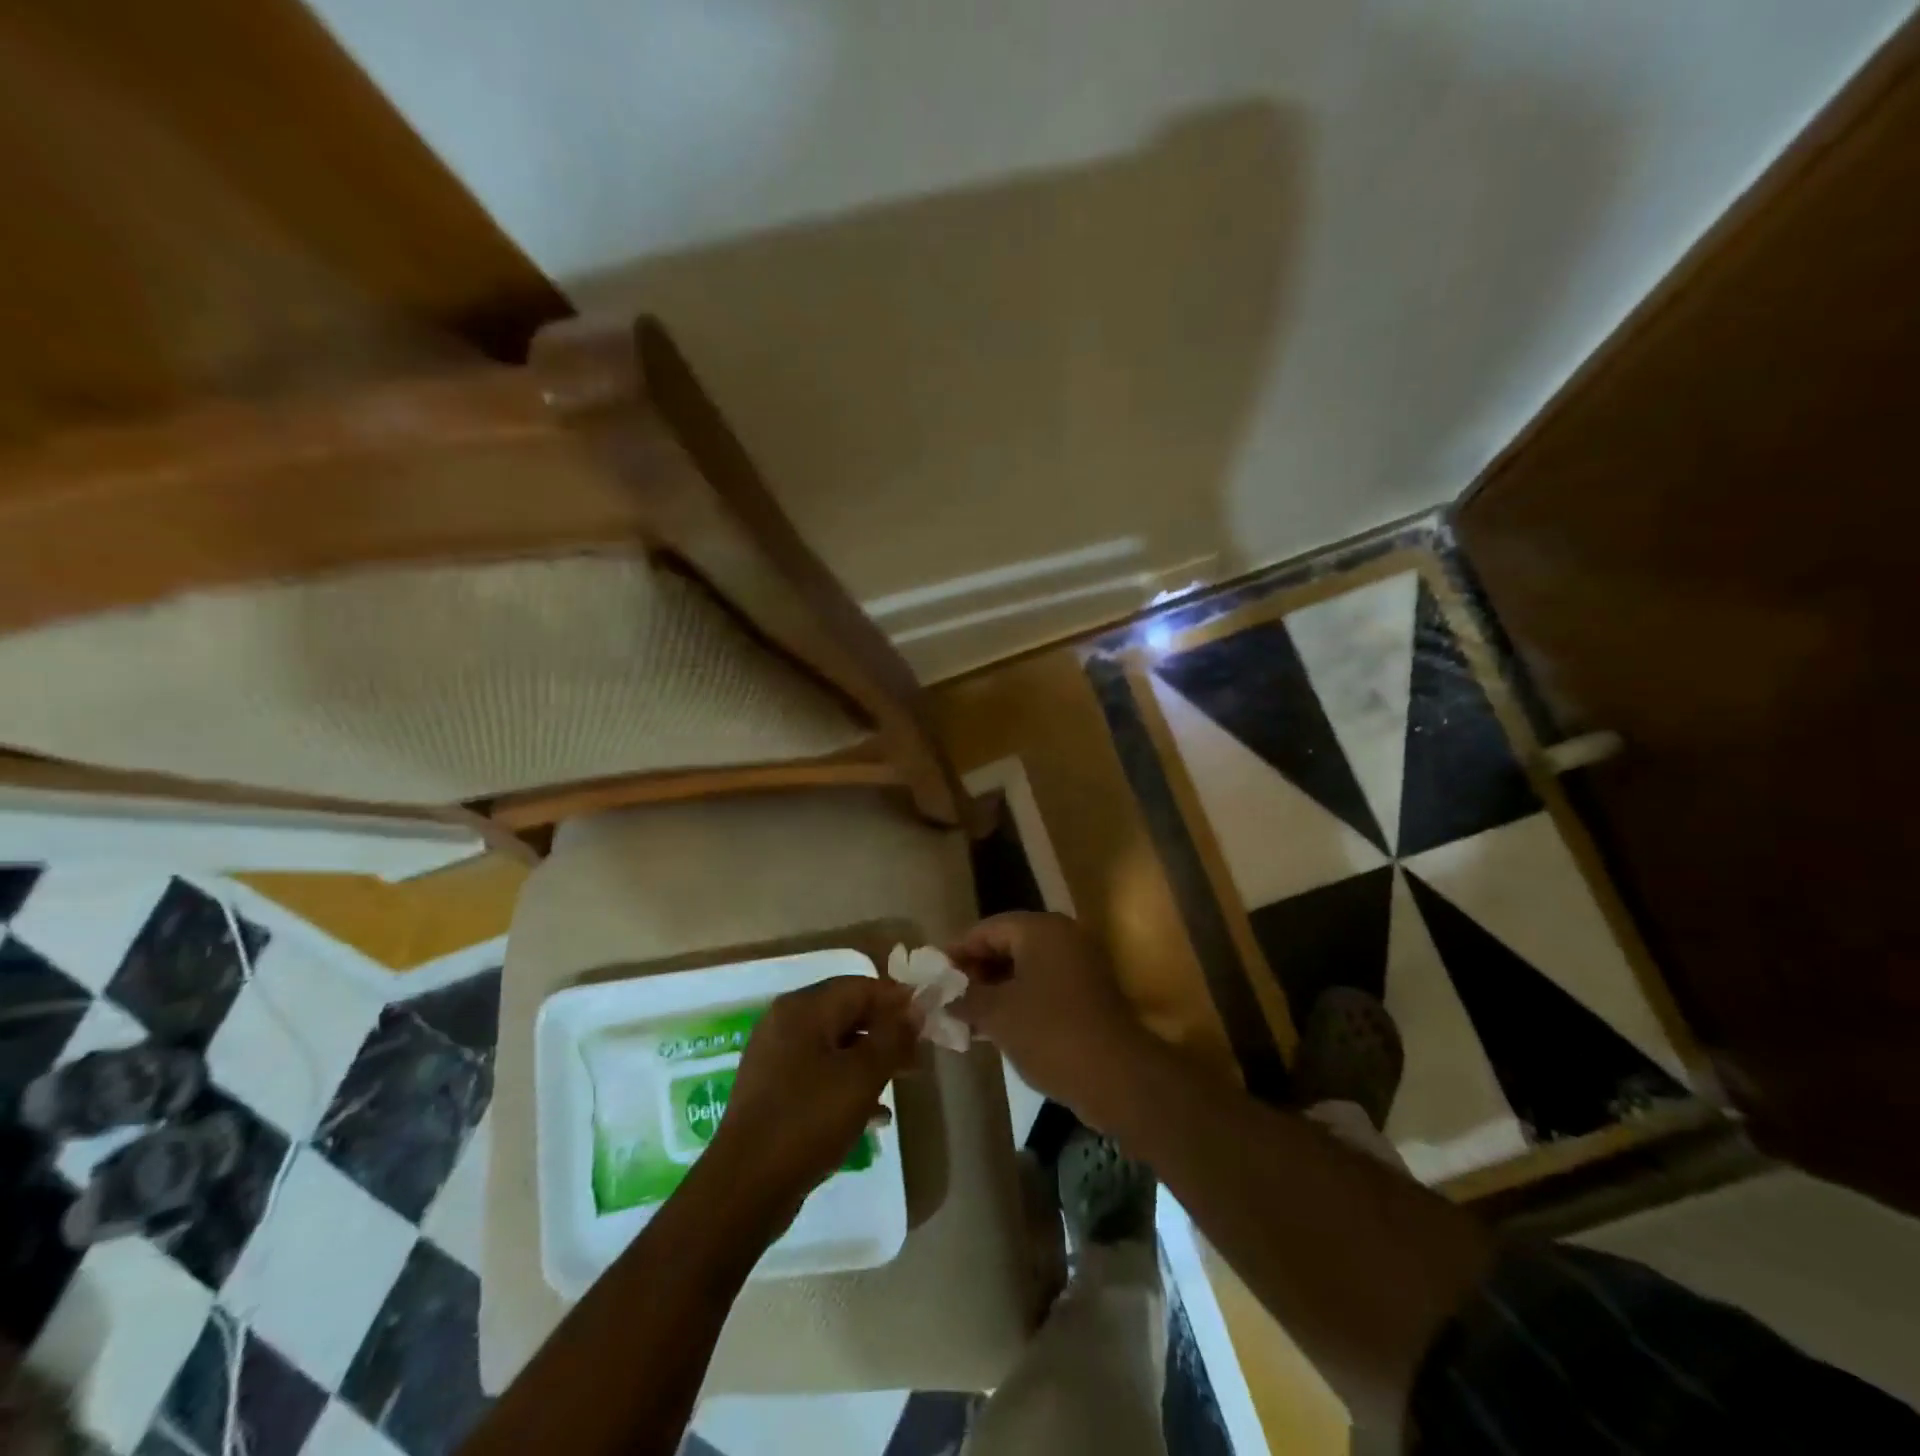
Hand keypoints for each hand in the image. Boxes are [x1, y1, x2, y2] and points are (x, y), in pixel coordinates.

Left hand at [707, 976, 917, 1224]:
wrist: (745, 1188)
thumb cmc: (808, 1120)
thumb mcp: (861, 1076)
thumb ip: (893, 1037)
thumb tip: (915, 1009)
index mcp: (803, 1009)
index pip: (860, 986)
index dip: (897, 999)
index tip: (928, 1020)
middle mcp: (785, 1024)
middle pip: (847, 1013)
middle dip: (885, 1031)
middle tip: (918, 1054)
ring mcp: (776, 1058)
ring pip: (835, 1046)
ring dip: (870, 1059)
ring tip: (902, 1081)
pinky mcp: (773, 1092)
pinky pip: (820, 1074)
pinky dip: (848, 1084)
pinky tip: (874, 1114)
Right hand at [946, 912, 1149, 1117]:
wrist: (1118, 1077)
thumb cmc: (1051, 1033)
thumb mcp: (998, 1014)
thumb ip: (965, 998)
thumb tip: (941, 995)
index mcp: (1041, 929)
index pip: (987, 929)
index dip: (956, 951)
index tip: (932, 975)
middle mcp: (1063, 937)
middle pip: (1007, 945)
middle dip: (975, 972)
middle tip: (947, 997)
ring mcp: (1080, 965)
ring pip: (1025, 969)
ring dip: (995, 990)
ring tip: (965, 1016)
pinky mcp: (1089, 994)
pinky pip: (1043, 988)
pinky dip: (1019, 1002)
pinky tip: (996, 1029)